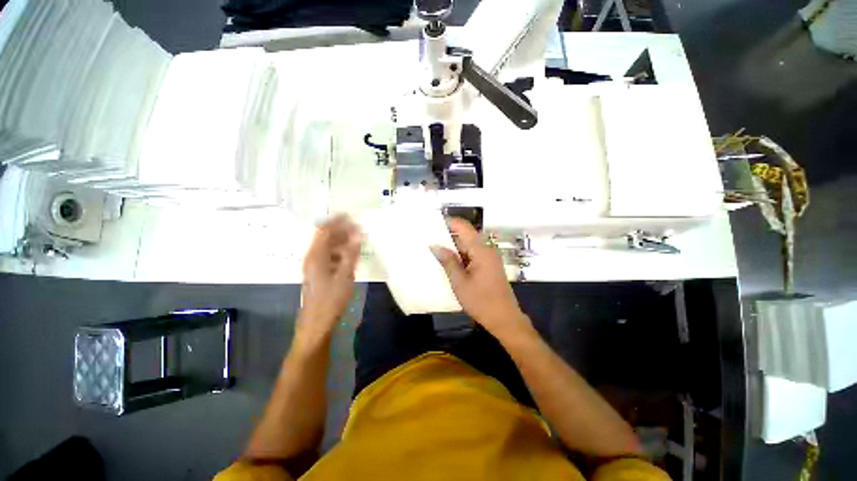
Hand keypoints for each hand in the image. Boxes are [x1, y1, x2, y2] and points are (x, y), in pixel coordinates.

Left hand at [300, 215, 361, 334]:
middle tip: (358, 227)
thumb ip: (351, 253)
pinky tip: (351, 256)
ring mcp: (315, 266)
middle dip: (341, 230)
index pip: (324, 231)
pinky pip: (330, 257)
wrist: (317, 323)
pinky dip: (341, 253)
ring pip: (328, 247)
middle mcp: (313, 258)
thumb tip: (358, 234)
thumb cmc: (331, 299)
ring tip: (357, 239)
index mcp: (316, 256)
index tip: (350, 215)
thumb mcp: (345, 275)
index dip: (336, 221)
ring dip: (342, 241)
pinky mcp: (319, 274)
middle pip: (326, 238)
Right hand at [431, 218, 530, 338]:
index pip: (464, 227)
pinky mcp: (489, 265)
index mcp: (481, 250)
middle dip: (448, 237)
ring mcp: (489, 258)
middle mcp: (487, 249)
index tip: (432, 224)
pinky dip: (460, 256)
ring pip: (468, 246)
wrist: (504, 319)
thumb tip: (435, 246)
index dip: (449, 222)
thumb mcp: (460, 282)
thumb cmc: (481, 301)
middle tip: (429, 240)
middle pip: (466, 236)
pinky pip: (472, 255)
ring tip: (435, 251)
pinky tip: (448, 263)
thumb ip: (448, 261)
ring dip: (453, 248)